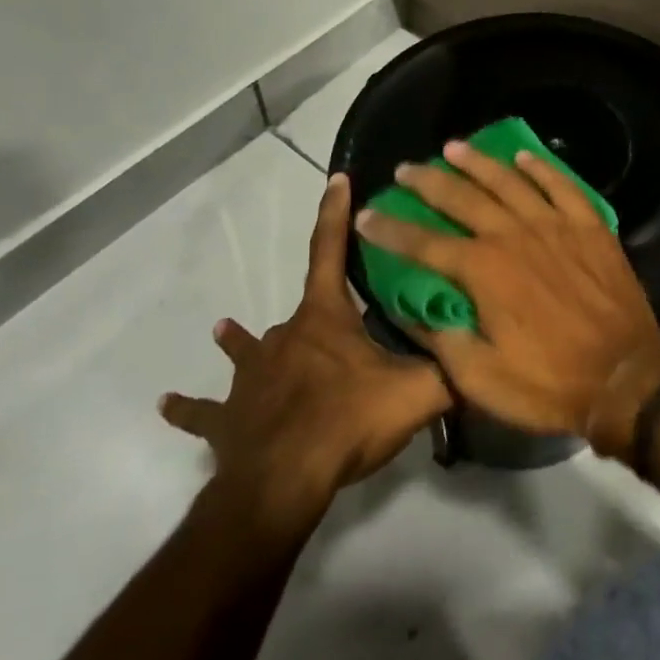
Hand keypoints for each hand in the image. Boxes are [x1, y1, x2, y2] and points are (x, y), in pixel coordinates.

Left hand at [160, 173, 449, 527]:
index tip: (335, 178)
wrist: (282, 482)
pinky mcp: (228, 419)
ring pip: (247, 351)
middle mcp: (285, 337)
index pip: (331, 251)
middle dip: (315, 311)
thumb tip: (490, 358)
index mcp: (325, 319)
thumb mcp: (417, 393)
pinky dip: (191, 408)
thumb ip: (454, 371)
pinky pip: (206, 411)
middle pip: (300, 311)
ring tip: (225, 329)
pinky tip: (168, 404)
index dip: (335, 213)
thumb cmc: (348, 421)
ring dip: (241, 342)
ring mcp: (251, 378)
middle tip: (331, 324)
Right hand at [354, 141, 659, 457]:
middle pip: (462, 198)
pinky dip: (541, 167)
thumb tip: (414, 310)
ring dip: (478, 163)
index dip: (391, 230)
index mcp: (484, 271)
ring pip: (509, 181)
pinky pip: (561, 185)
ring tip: (453, 147)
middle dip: (428, 182)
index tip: (366, 215)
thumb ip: (442, 339)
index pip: (424, 244)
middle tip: (404, 169)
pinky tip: (523, 156)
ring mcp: (555, 225)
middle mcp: (514, 235)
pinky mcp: (589, 226)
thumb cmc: (549, 383)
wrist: (624, 376)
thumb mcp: (481, 379)